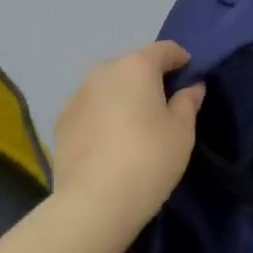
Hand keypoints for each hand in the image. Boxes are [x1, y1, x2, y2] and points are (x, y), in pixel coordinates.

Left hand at [51, 41, 204, 232]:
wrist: (94, 203)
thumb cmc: (149, 159)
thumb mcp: (182, 132)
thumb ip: (187, 103)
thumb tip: (191, 87)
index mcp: (136, 67)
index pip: (164, 50)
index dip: (180, 59)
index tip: (190, 75)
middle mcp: (103, 72)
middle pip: (132, 66)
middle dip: (149, 79)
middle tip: (164, 104)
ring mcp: (77, 96)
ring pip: (108, 87)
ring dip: (123, 97)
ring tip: (135, 125)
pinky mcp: (61, 121)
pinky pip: (90, 109)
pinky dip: (103, 116)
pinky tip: (110, 142)